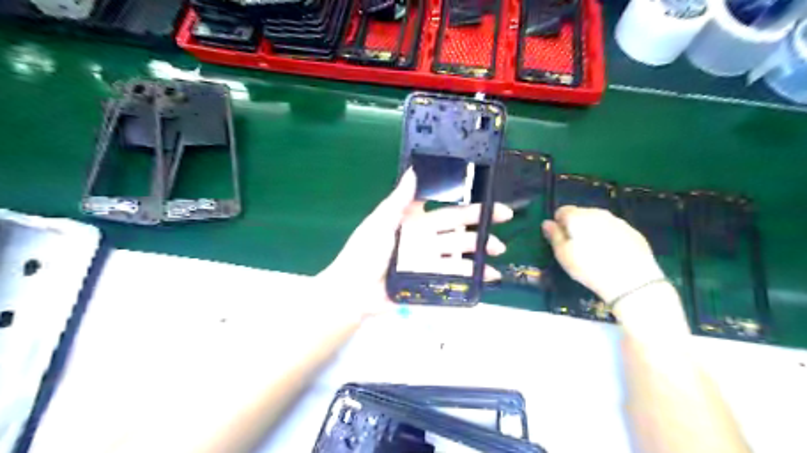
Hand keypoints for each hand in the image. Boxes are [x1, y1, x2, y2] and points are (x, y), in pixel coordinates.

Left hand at [320, 168, 513, 308]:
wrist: (354, 290)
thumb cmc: (364, 252)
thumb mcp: (380, 222)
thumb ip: (399, 200)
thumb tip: (413, 169)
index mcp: (414, 220)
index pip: (444, 206)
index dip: (462, 199)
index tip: (485, 195)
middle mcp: (425, 238)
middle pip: (458, 227)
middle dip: (481, 223)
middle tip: (504, 217)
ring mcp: (429, 259)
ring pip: (460, 252)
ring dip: (480, 251)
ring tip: (498, 251)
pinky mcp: (429, 279)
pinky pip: (453, 275)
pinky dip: (471, 276)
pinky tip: (487, 276)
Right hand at [542, 206, 660, 301]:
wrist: (631, 280)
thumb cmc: (589, 267)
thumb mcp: (563, 254)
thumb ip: (554, 236)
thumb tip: (547, 223)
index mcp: (578, 216)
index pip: (562, 211)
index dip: (559, 224)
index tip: (561, 240)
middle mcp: (598, 213)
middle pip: (581, 214)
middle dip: (576, 226)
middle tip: (577, 247)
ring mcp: (617, 221)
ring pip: (599, 221)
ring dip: (593, 231)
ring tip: (595, 251)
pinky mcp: (633, 231)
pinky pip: (614, 230)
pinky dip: (610, 237)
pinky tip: (612, 254)